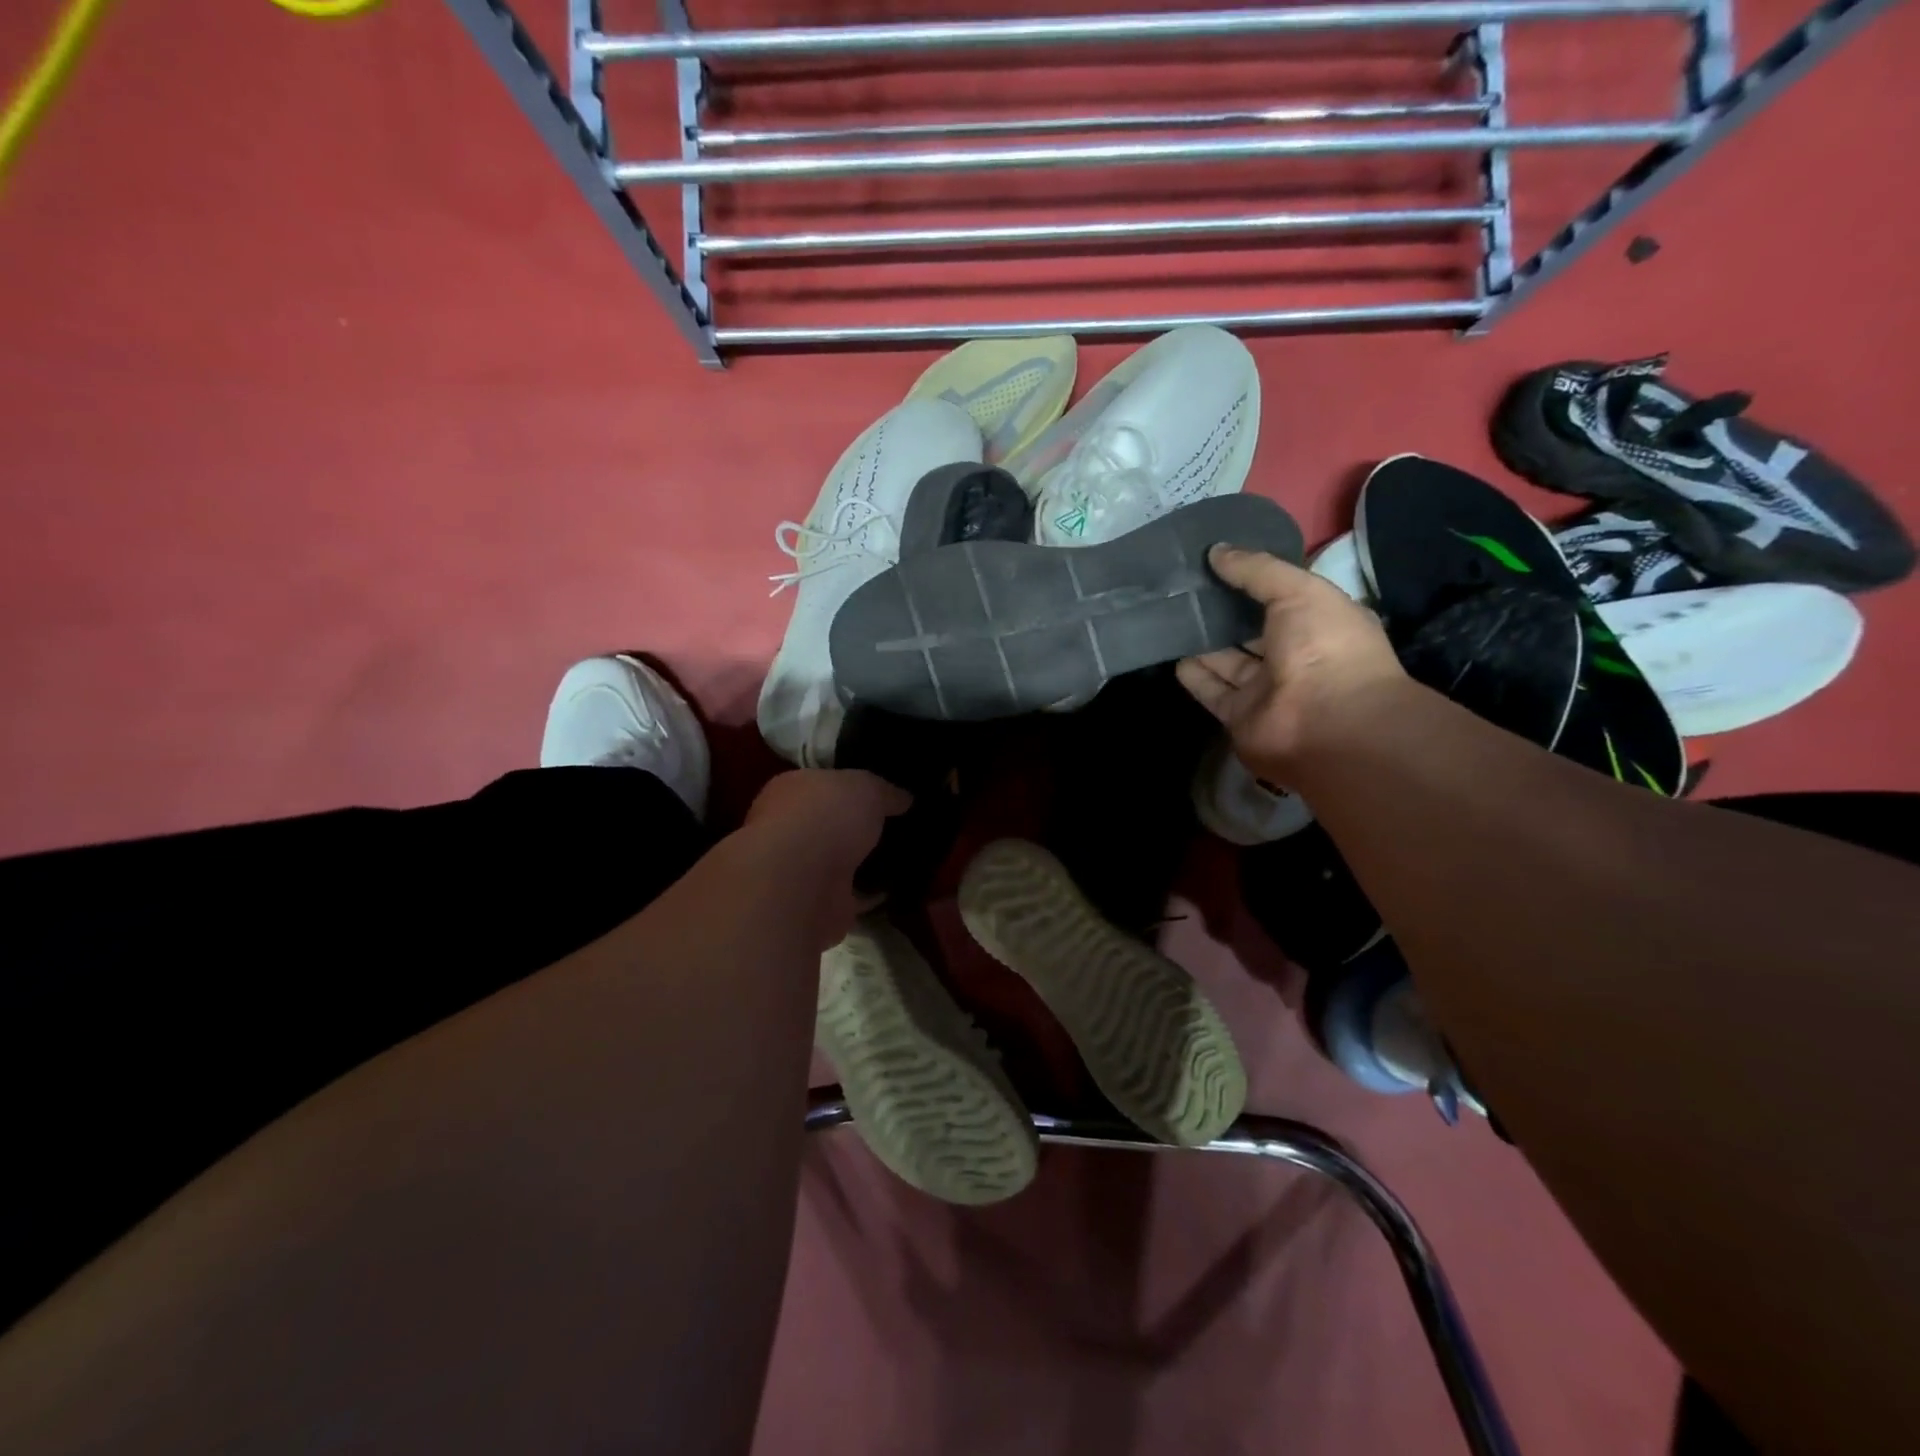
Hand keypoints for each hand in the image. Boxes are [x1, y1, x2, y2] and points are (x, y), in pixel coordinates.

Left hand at [743, 769, 910, 948]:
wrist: (801, 883)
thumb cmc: (826, 817)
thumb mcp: (867, 787)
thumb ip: (885, 791)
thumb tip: (904, 798)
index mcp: (791, 790)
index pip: (823, 784)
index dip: (851, 787)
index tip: (883, 794)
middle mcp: (788, 828)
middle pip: (830, 824)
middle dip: (857, 827)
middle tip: (899, 826)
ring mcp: (800, 870)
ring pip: (839, 861)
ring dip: (863, 862)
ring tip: (904, 856)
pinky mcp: (816, 904)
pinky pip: (851, 894)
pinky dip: (871, 893)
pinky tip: (899, 887)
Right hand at [1176, 545, 1404, 783]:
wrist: (1325, 723)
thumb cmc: (1325, 647)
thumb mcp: (1298, 591)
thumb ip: (1256, 570)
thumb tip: (1216, 551)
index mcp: (1321, 623)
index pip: (1284, 597)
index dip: (1255, 581)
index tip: (1219, 563)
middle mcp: (1296, 657)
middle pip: (1253, 631)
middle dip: (1225, 613)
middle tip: (1186, 590)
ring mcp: (1268, 690)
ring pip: (1230, 662)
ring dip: (1205, 644)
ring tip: (1172, 618)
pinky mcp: (1241, 716)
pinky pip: (1213, 691)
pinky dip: (1195, 676)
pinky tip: (1173, 656)